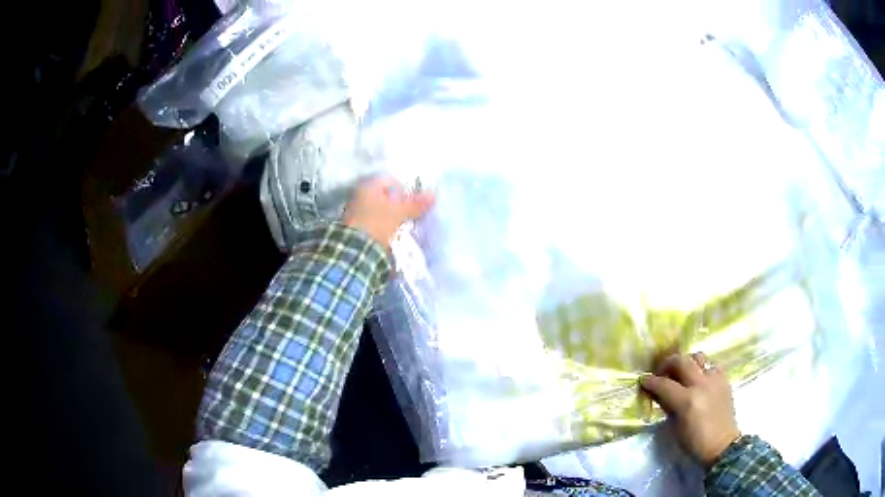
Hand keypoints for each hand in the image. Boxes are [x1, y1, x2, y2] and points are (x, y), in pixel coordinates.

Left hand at [344, 176, 434, 247]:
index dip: (403, 190)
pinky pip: (370, 219)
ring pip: (376, 207)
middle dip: (395, 204)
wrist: (355, 248)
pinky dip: (379, 223)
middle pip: (382, 195)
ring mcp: (353, 209)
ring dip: (387, 214)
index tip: (411, 203)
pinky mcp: (352, 224)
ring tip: (397, 226)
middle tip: (406, 215)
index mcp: (368, 185)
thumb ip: (416, 204)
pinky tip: (385, 233)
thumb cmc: (377, 223)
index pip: (390, 181)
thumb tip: (434, 195)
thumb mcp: (399, 213)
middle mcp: (358, 193)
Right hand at [640, 352, 740, 467]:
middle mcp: (701, 384)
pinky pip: (712, 365)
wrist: (722, 445)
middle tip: (662, 372)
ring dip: (687, 362)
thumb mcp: (675, 427)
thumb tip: (659, 394)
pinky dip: (703, 368)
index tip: (643, 380)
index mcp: (687, 400)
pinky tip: (701, 379)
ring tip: (683, 373)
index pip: (664, 384)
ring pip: (698, 357)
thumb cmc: (694, 442)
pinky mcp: (724, 379)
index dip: (651, 381)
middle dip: (668, 363)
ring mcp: (715, 379)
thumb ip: (668, 406)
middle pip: (681, 361)